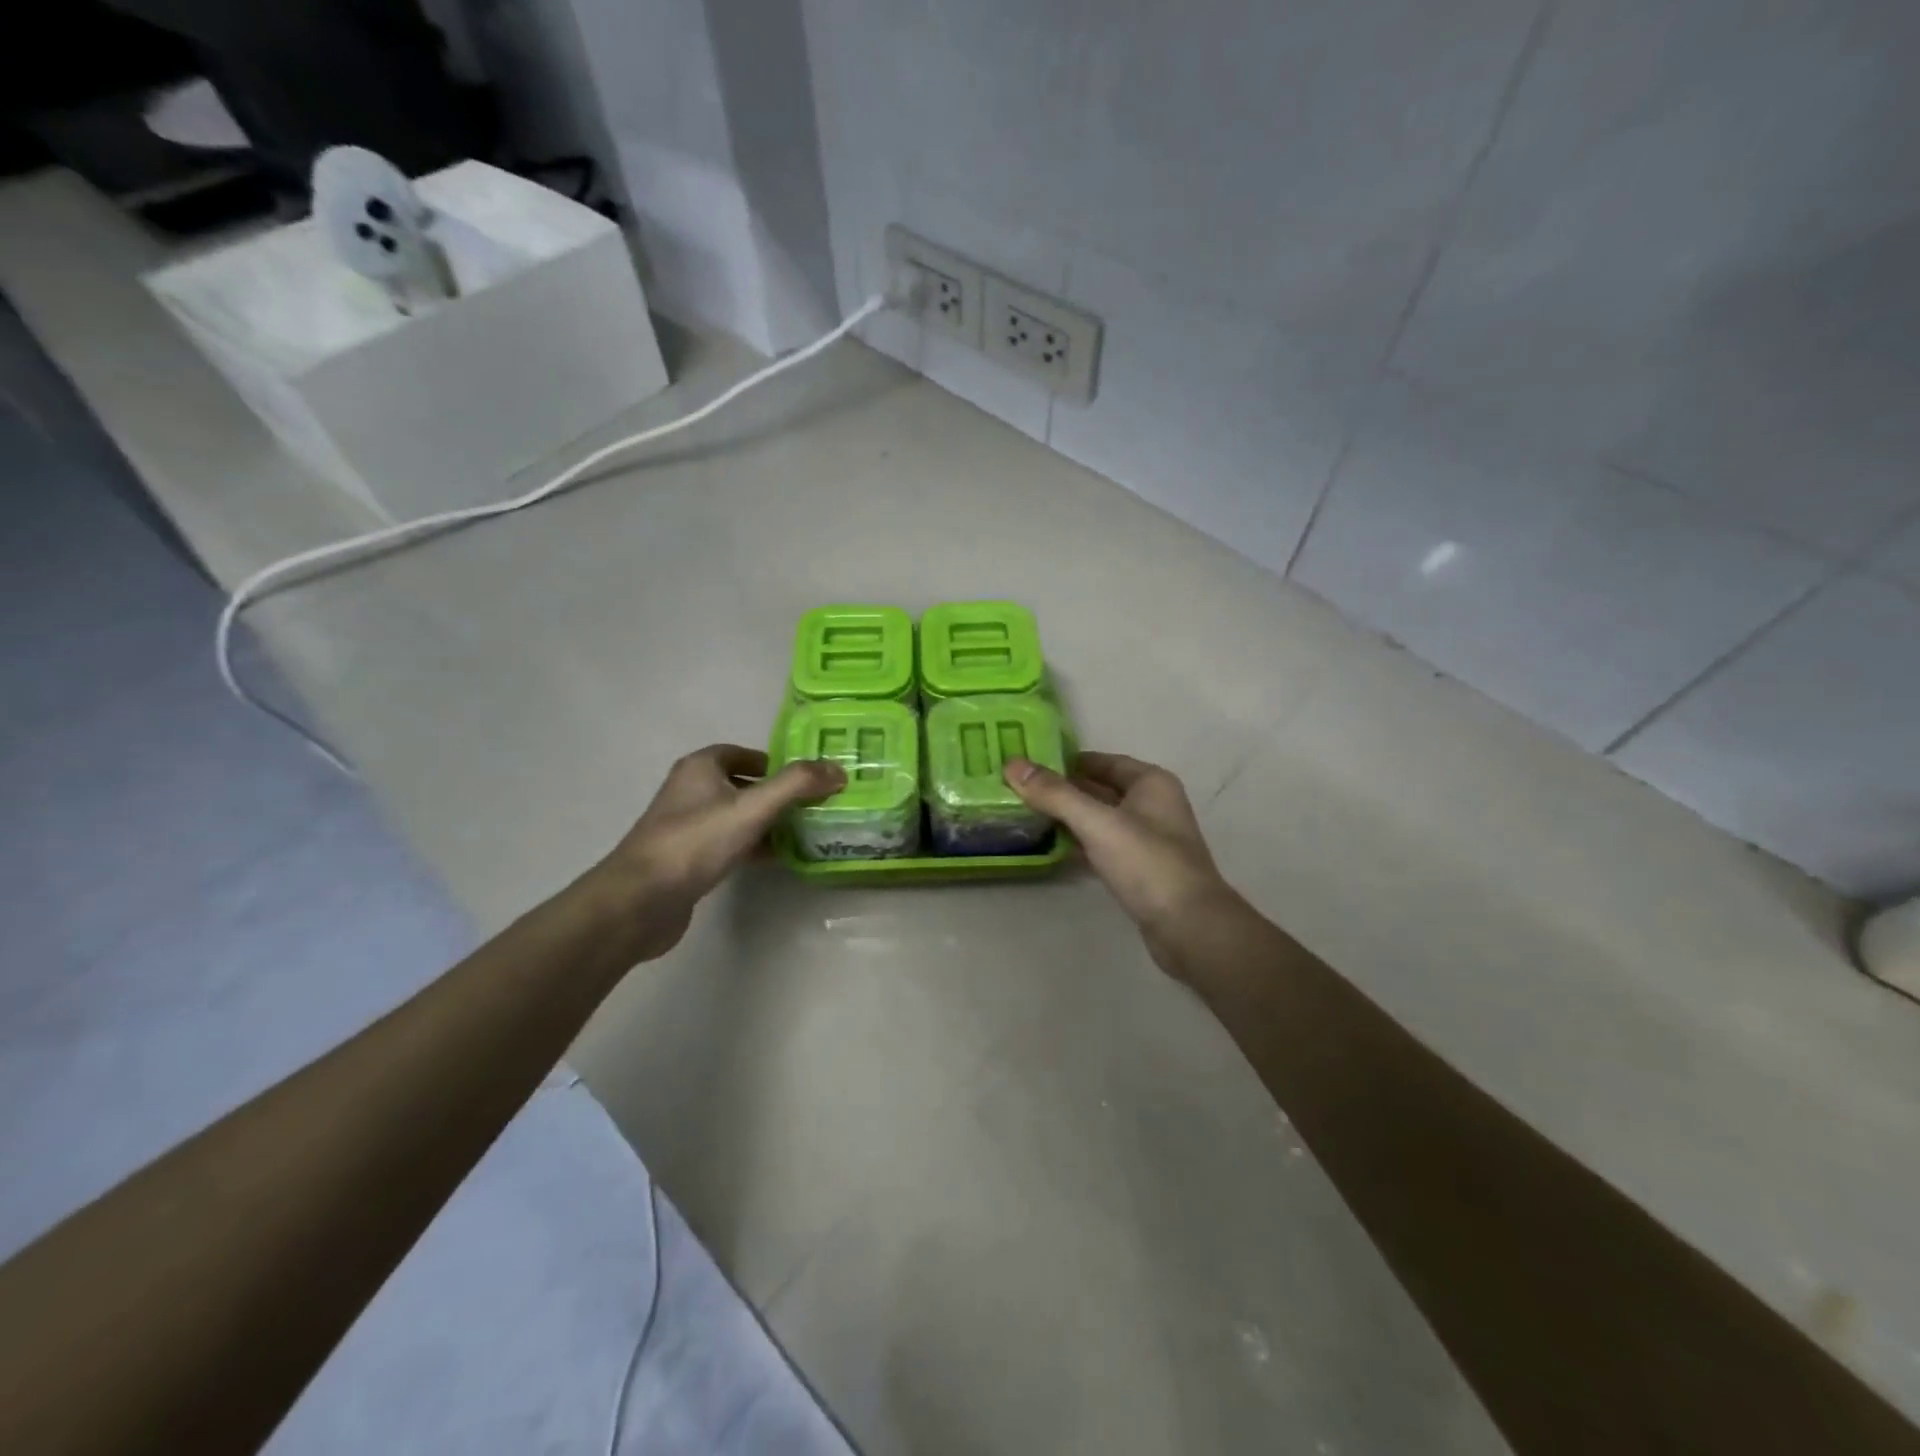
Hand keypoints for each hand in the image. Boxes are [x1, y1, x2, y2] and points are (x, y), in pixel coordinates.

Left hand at [596, 745, 844, 961]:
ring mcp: (688, 827)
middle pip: (743, 785)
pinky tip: (779, 858)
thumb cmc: (696, 842)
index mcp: (701, 768)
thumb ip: (797, 785)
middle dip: (777, 793)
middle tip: (814, 805)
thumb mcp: (753, 808)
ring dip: (768, 822)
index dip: (774, 762)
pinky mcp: (689, 859)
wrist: (641, 900)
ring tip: (805, 831)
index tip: (806, 778)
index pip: (742, 753)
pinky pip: (730, 844)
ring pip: (737, 816)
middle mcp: (691, 791)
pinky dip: (754, 846)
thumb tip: (838, 769)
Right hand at [1005, 752, 1235, 974]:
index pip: (1100, 761)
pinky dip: (1078, 843)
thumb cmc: (1147, 863)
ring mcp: (1147, 839)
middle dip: (1061, 789)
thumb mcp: (1097, 822)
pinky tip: (1050, 846)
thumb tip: (1012, 764)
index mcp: (1150, 782)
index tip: (1025, 764)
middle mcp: (1152, 804)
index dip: (1064, 761)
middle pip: (1098, 789)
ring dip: (1067, 817)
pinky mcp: (1139, 869)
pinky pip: (1102, 845)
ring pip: (1099, 819)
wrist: (1189, 927)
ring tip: (1024, 814)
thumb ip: (1055, 794)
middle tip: (1016, 789)